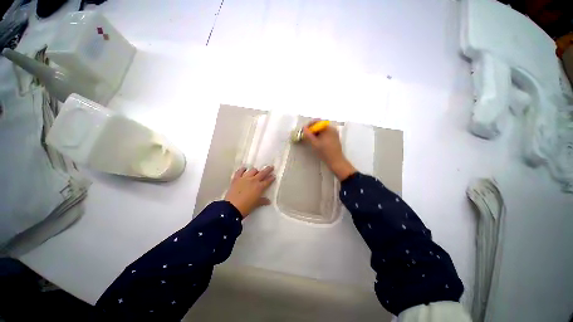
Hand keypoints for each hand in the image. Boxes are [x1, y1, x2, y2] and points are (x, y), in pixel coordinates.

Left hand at [225, 166, 275, 217]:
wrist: (232, 207)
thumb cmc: (246, 207)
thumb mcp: (256, 204)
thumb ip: (262, 201)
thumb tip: (268, 201)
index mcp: (259, 187)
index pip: (268, 181)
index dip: (271, 178)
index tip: (274, 176)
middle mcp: (253, 180)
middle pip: (262, 173)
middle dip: (268, 170)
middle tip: (271, 167)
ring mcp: (245, 178)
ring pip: (252, 170)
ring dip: (256, 171)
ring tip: (257, 171)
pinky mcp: (236, 178)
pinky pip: (240, 171)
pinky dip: (243, 169)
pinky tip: (244, 169)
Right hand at [303, 123, 355, 180]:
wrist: (336, 161)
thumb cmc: (325, 152)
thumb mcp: (314, 143)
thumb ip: (308, 135)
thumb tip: (303, 128)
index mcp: (328, 128)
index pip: (317, 122)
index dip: (309, 125)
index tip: (304, 130)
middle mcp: (332, 129)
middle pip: (320, 126)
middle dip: (312, 130)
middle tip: (306, 136)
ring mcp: (334, 134)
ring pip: (322, 130)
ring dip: (315, 133)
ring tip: (310, 139)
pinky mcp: (334, 138)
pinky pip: (325, 134)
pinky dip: (320, 136)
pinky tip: (317, 142)